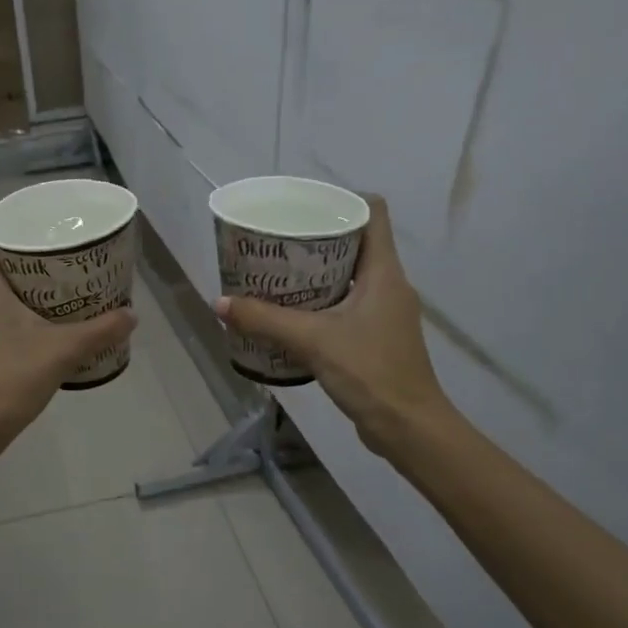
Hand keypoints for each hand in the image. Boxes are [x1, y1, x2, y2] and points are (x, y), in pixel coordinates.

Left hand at [0, 223, 136, 446]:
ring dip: (22, 287)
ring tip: (59, 289)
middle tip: (63, 254)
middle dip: (26, 255)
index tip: (36, 220)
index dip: (4, 218)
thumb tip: (132, 315)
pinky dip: (15, 313)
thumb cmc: (8, 378)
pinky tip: (42, 329)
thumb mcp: (61, 351)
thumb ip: (99, 331)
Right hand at [215, 197, 448, 455]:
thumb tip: (220, 302)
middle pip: (356, 243)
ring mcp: (385, 313)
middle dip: (317, 238)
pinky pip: (347, 305)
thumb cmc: (370, 372)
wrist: (408, 428)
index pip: (373, 213)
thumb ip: (265, 320)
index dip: (342, 200)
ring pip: (350, 276)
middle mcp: (389, 285)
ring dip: (316, 272)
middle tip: (277, 240)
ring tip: (277, 273)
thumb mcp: (312, 341)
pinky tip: (291, 314)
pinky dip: (321, 302)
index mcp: (384, 272)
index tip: (304, 205)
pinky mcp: (377, 337)